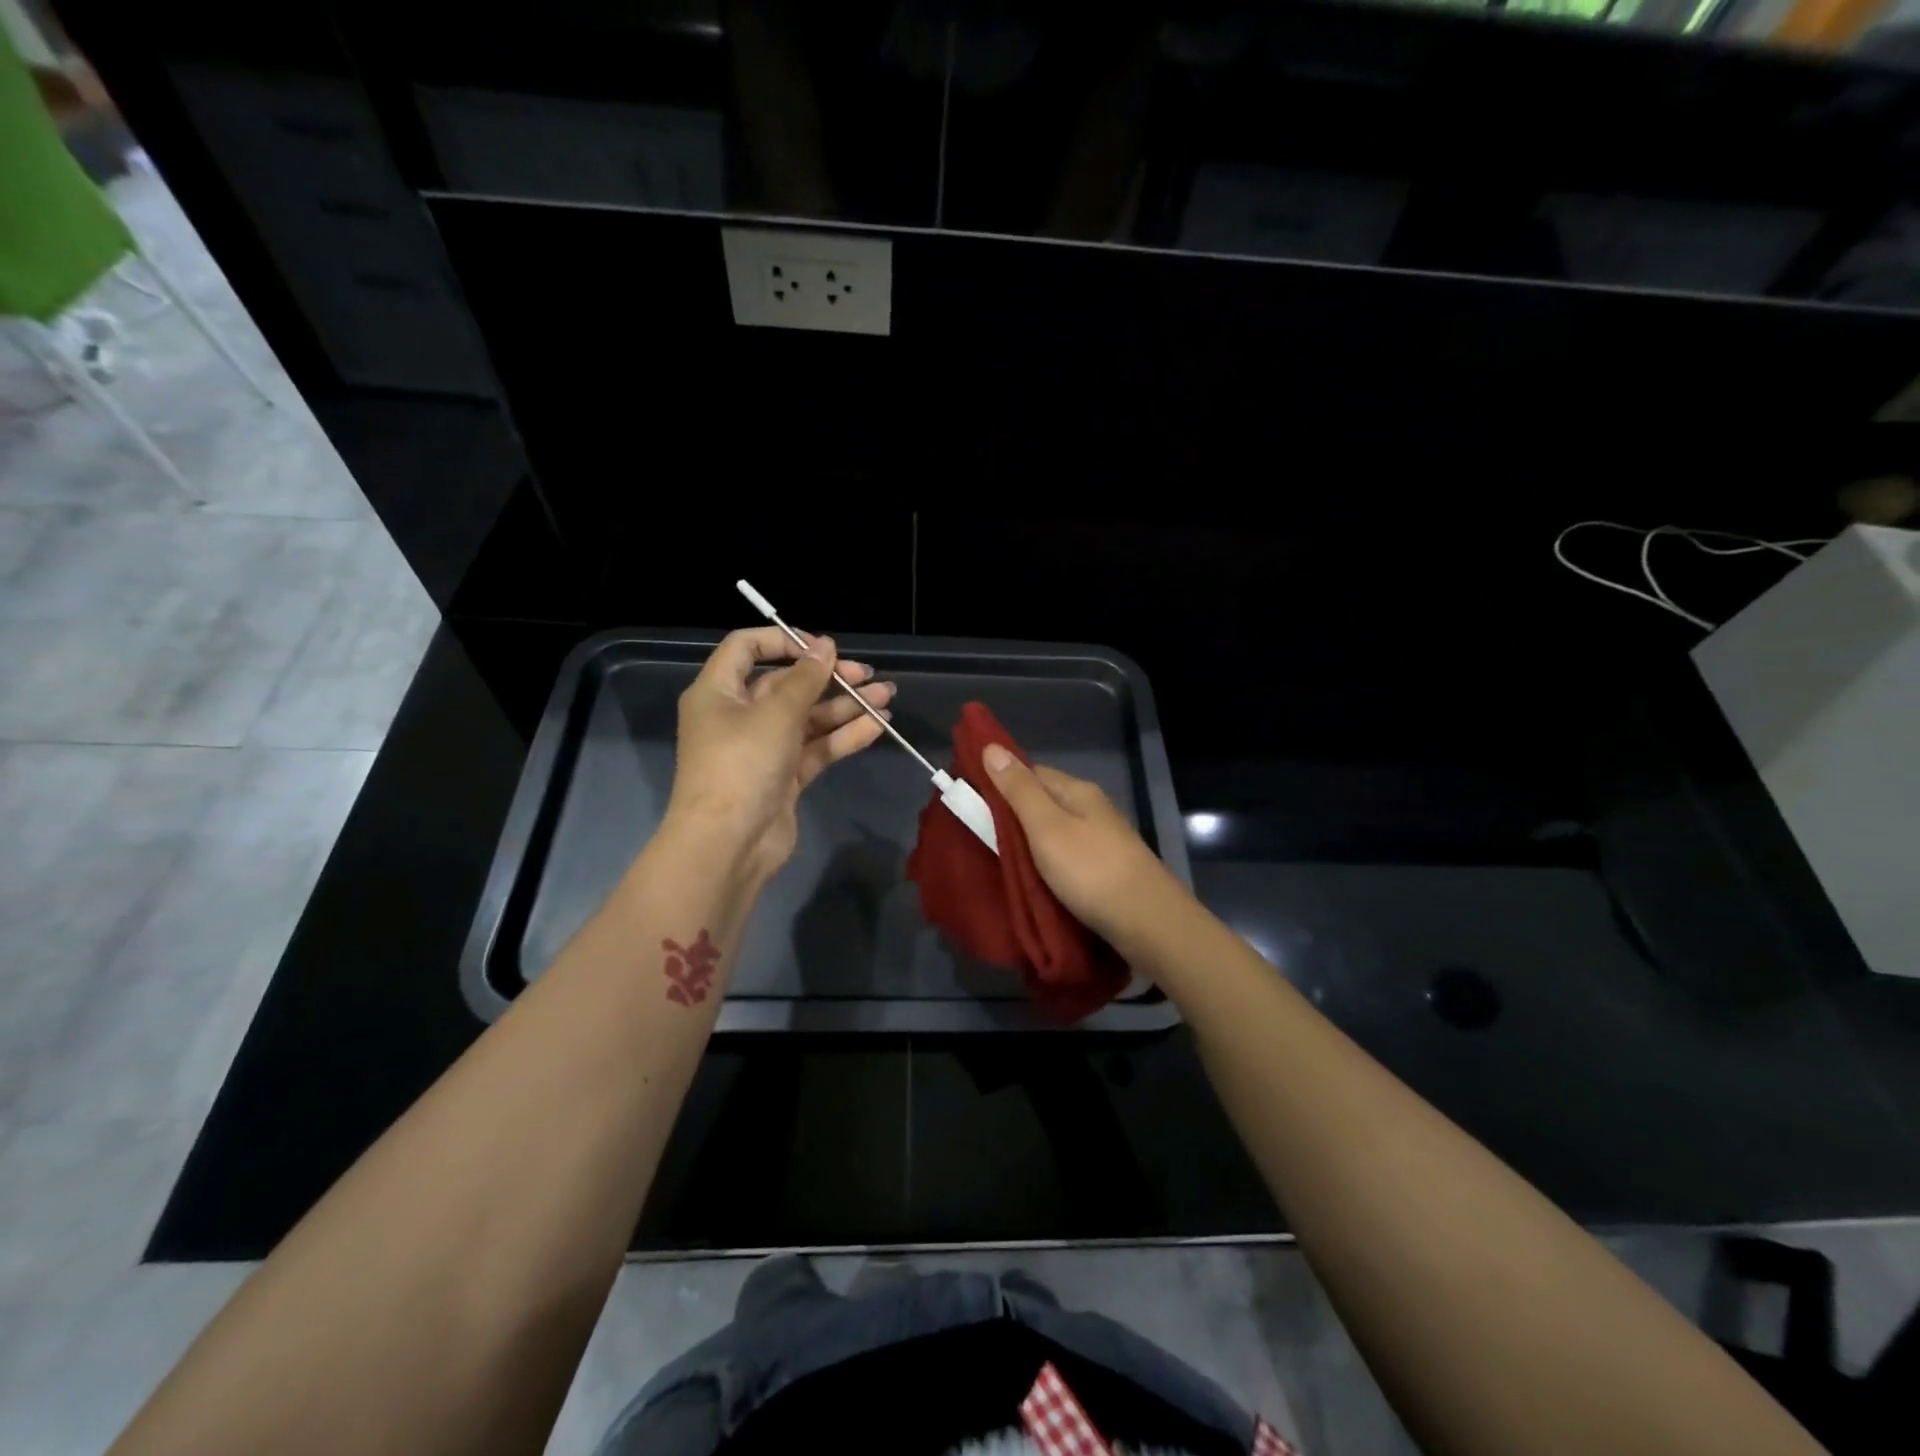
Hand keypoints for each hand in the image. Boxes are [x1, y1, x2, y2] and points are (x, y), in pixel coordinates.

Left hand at [666, 627, 892, 883]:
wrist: (729, 844)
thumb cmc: (742, 764)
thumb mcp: (775, 713)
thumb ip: (805, 678)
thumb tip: (826, 646)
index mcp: (719, 692)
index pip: (746, 648)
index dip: (784, 641)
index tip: (823, 647)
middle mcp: (738, 715)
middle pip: (786, 684)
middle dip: (828, 678)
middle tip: (866, 674)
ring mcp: (763, 748)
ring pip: (808, 718)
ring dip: (845, 707)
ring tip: (887, 697)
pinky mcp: (784, 776)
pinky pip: (816, 747)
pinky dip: (843, 736)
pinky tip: (877, 726)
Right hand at [979, 744, 1182, 948]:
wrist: (1149, 923)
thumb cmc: (1091, 871)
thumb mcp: (1046, 827)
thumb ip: (1018, 790)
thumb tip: (991, 746)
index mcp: (1077, 791)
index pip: (1029, 772)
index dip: (998, 781)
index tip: (969, 800)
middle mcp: (1091, 808)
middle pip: (1042, 801)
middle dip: (1011, 815)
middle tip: (977, 837)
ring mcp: (1102, 839)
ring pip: (1054, 830)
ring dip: (1028, 842)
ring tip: (998, 860)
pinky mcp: (1106, 868)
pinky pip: (1065, 855)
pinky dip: (1045, 862)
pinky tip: (1033, 878)